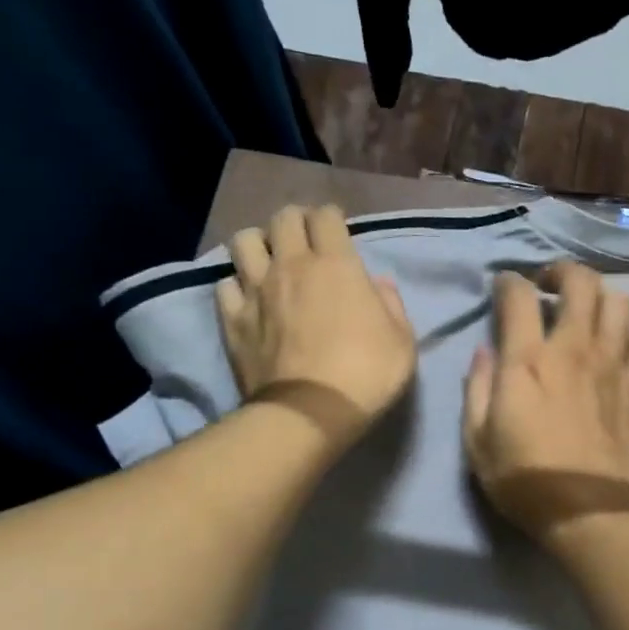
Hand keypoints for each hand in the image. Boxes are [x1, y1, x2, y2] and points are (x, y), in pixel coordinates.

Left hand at [218, 205, 415, 448]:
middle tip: (306, 241)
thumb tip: (377, 283)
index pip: (326, 216)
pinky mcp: (233, 318)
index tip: (338, 232)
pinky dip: (236, 284)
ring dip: (259, 244)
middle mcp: (292, 265)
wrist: (311, 412)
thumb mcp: (403, 342)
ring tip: (269, 262)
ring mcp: (257, 290)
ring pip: (245, 241)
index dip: (332, 218)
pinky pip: (225, 283)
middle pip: (283, 219)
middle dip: (296, 222)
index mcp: (336, 264)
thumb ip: (391, 305)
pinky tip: (248, 298)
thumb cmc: (367, 375)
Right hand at [463, 262, 628, 543]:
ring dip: (600, 299)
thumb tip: (485, 353)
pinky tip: (618, 348)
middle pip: (581, 282)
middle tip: (550, 286)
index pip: (519, 295)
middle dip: (562, 271)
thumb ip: (478, 389)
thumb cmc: (527, 481)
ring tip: (588, 314)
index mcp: (528, 360)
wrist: (591, 511)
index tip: (504, 289)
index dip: (508, 282)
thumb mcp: (479, 442)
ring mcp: (615, 366)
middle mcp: (575, 349)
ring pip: (620, 303)